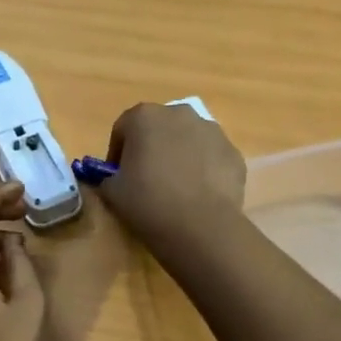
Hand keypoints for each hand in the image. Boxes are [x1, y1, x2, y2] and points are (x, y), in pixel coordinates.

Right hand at [97, 102, 246, 243]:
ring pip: (188, 139)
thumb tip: (113, 179)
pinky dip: (204, 169)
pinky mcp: (233, 152)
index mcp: (144, 116)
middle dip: (152, 148)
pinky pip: (211, 157)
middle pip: (158, 128)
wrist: (201, 227)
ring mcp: (211, 130)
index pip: (123, 129)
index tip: (118, 176)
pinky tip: (200, 195)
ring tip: (177, 188)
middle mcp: (179, 113)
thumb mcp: (112, 192)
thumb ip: (107, 177)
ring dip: (180, 155)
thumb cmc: (148, 202)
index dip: (117, 153)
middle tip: (147, 180)